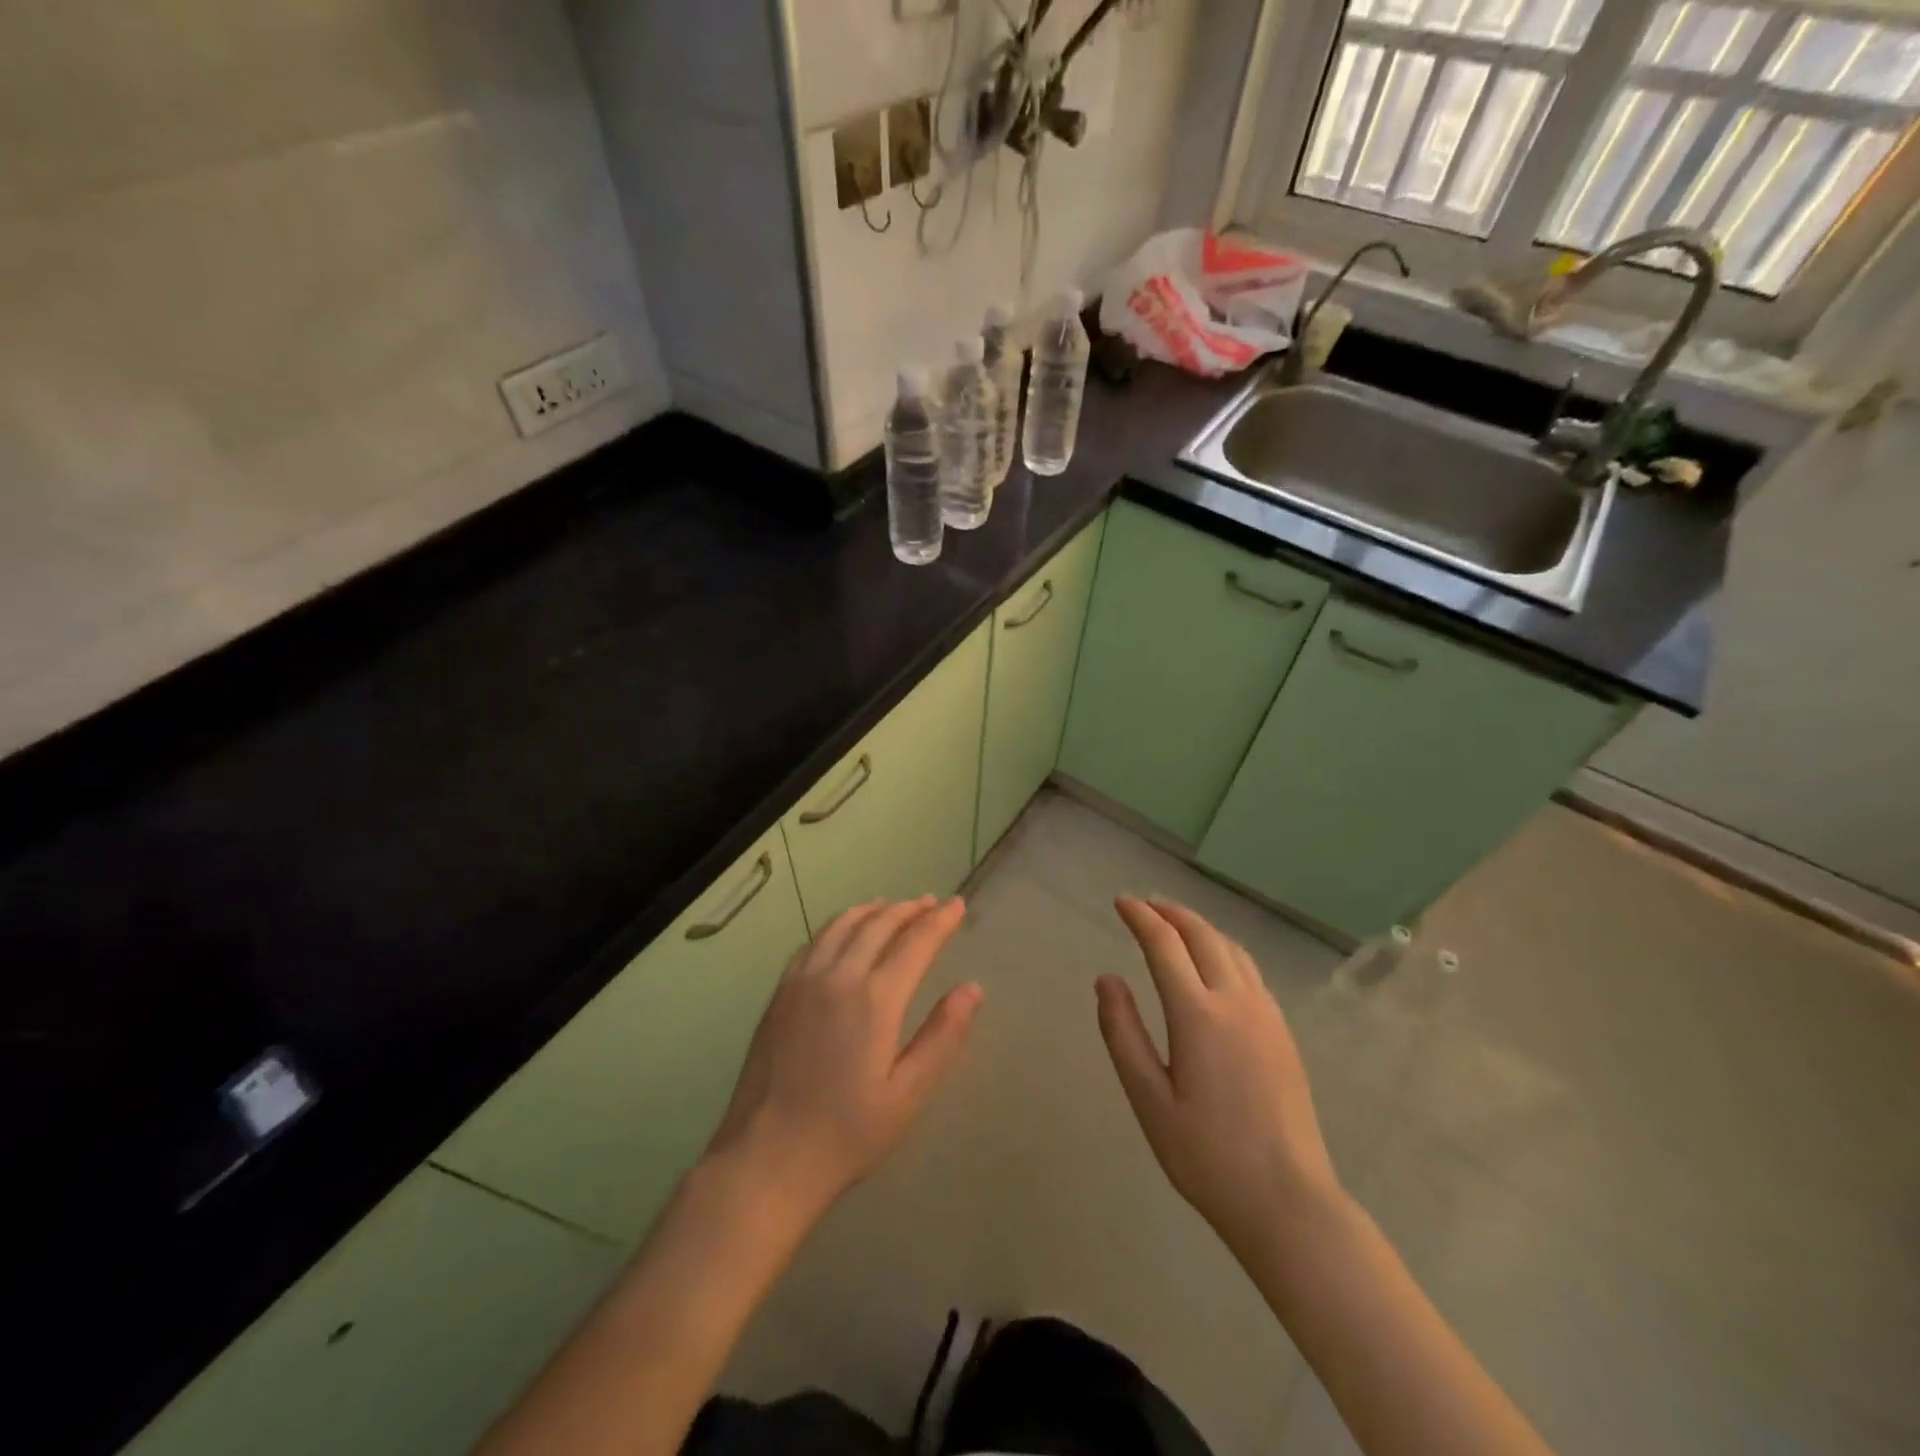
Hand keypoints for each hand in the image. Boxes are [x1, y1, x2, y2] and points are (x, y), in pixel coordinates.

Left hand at [705, 896, 982, 1223]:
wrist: (767, 1158)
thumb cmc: (846, 1134)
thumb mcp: (907, 1095)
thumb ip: (942, 1036)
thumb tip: (973, 989)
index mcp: (875, 999)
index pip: (916, 942)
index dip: (940, 921)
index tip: (957, 905)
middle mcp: (838, 976)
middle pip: (879, 924)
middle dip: (909, 909)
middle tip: (930, 902)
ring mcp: (803, 980)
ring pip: (842, 925)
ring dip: (872, 910)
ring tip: (891, 906)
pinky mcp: (780, 992)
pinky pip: (814, 941)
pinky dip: (838, 925)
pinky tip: (843, 932)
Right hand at [1097, 897, 1340, 1255]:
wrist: (1288, 1201)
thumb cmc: (1206, 1155)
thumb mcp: (1148, 1098)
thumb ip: (1122, 1033)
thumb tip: (1107, 979)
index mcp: (1198, 1014)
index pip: (1164, 944)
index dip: (1140, 917)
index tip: (1120, 902)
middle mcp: (1236, 1001)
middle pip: (1202, 935)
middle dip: (1170, 912)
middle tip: (1144, 905)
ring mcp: (1266, 1014)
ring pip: (1231, 948)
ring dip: (1199, 927)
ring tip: (1174, 925)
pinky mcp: (1282, 1032)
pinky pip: (1249, 970)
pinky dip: (1223, 949)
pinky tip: (1213, 964)